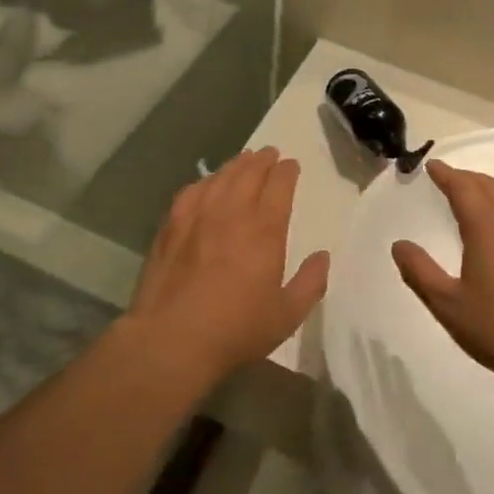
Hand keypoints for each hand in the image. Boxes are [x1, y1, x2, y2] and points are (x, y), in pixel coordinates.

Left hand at [124, 148, 329, 388]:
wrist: (171, 340)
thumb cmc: (236, 330)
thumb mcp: (286, 316)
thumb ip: (310, 283)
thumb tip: (323, 256)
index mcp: (265, 230)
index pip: (279, 185)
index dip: (287, 171)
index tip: (291, 166)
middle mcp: (232, 213)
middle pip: (249, 173)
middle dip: (263, 160)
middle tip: (269, 154)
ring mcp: (198, 217)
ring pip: (220, 177)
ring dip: (235, 165)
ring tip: (243, 160)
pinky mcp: (171, 227)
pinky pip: (191, 192)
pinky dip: (204, 182)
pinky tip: (206, 184)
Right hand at [391, 161, 493, 396]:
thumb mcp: (447, 305)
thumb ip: (419, 271)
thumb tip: (399, 245)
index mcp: (486, 225)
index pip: (462, 186)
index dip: (446, 174)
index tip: (432, 165)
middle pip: (489, 186)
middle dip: (468, 179)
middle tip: (450, 179)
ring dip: (493, 192)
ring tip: (479, 197)